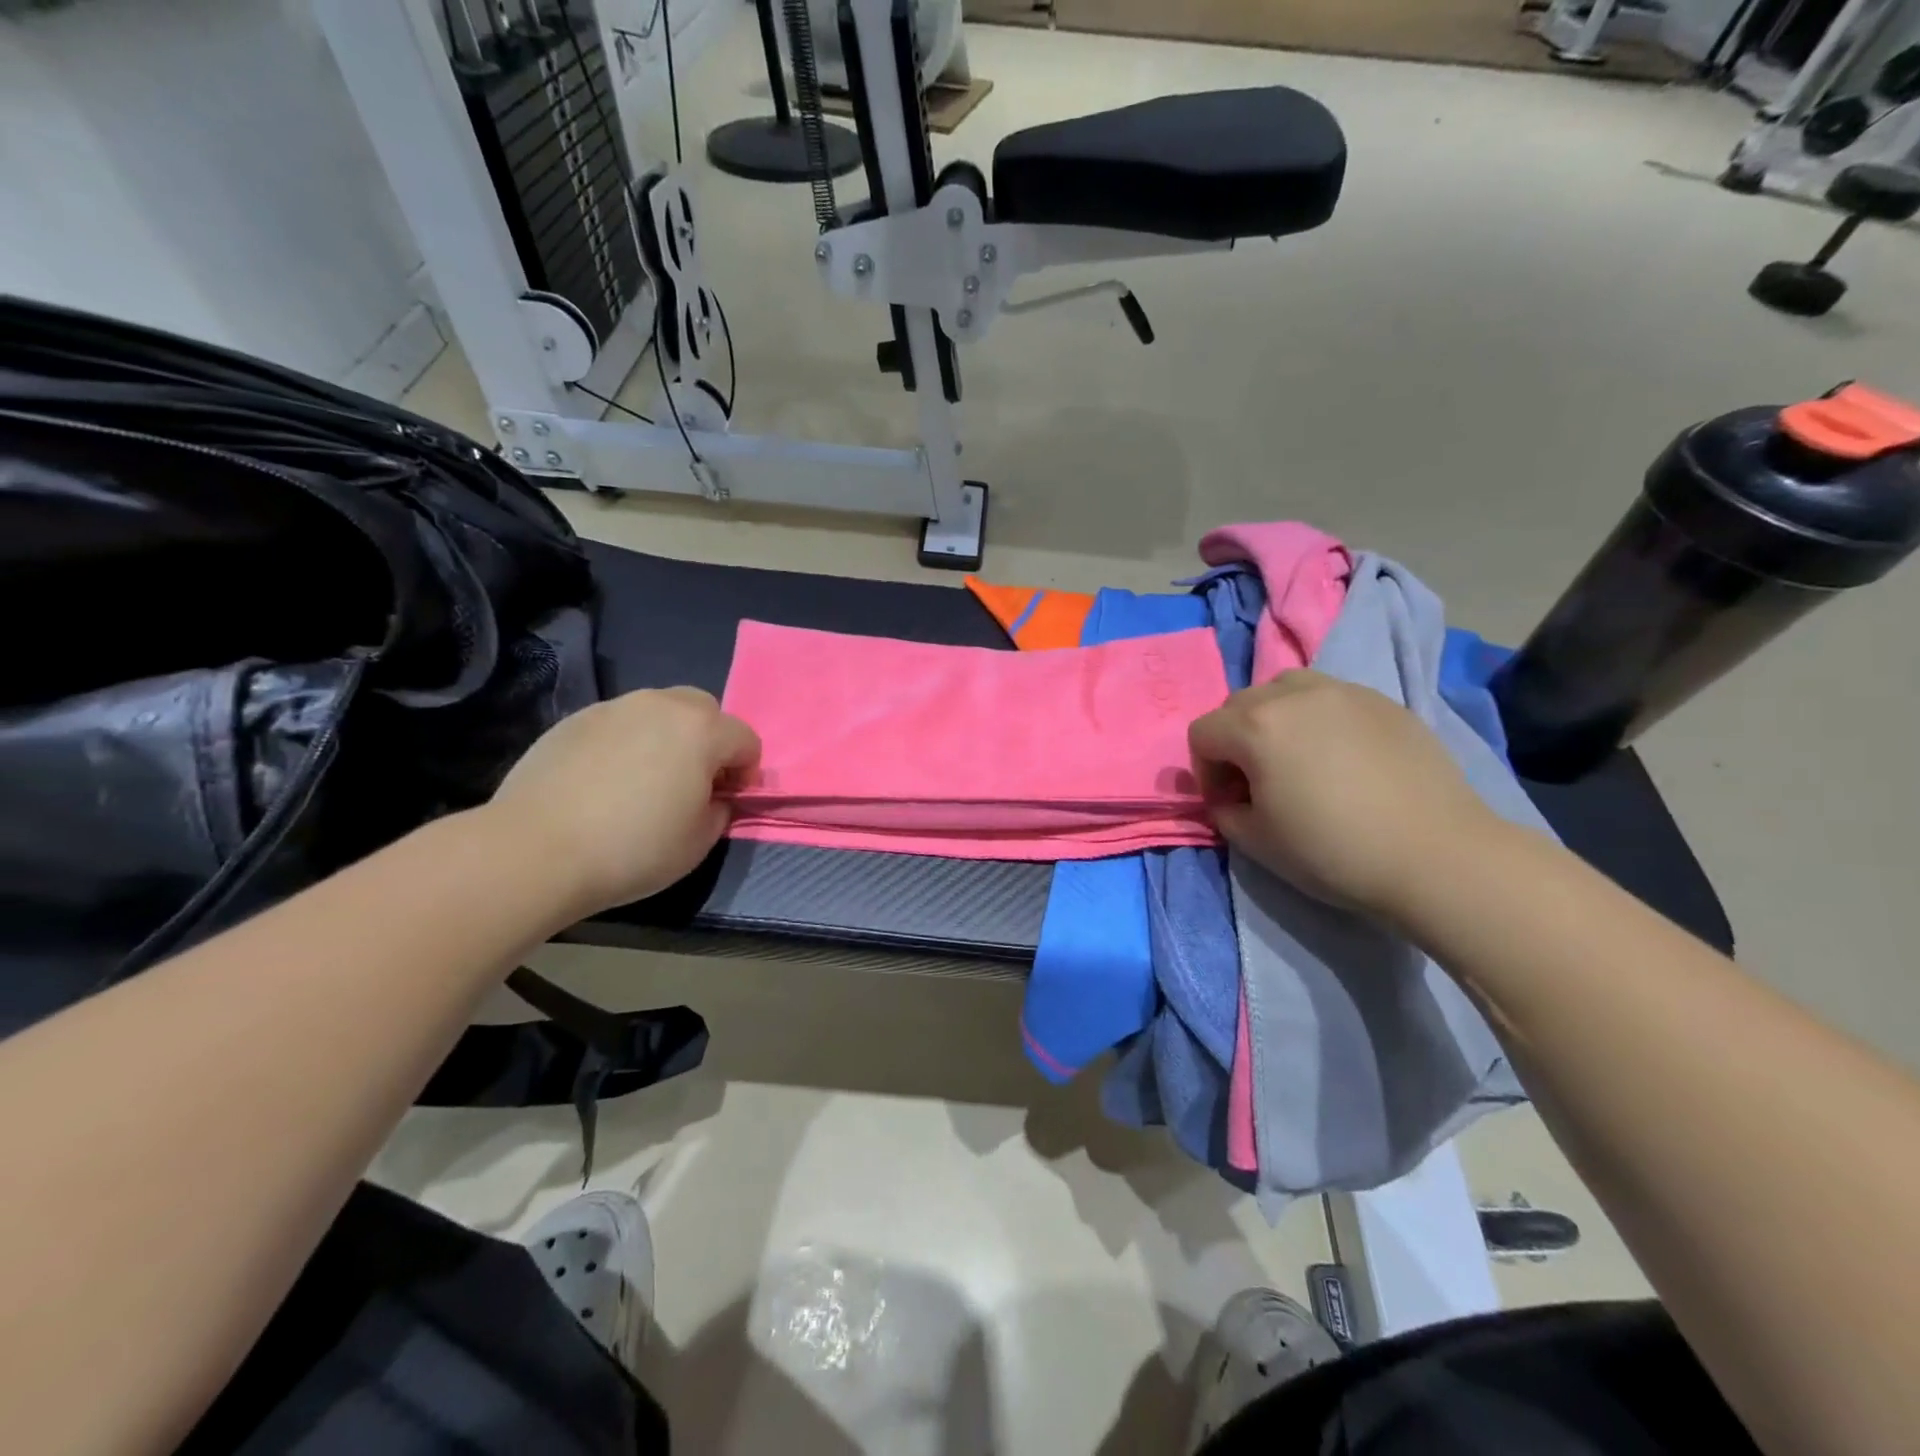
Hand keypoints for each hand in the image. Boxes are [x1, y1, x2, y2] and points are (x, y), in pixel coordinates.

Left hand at [488, 687, 760, 918]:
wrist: (535, 850)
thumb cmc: (633, 848)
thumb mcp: (699, 842)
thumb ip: (719, 810)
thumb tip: (713, 797)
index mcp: (701, 730)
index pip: (745, 739)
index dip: (745, 772)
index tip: (727, 800)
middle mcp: (661, 705)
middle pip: (703, 710)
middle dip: (709, 741)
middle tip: (692, 782)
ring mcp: (613, 708)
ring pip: (658, 711)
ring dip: (667, 738)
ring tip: (645, 781)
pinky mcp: (574, 720)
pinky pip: (618, 724)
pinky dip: (625, 744)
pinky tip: (605, 783)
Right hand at [1188, 670, 1494, 918]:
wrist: (1437, 856)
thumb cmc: (1333, 851)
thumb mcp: (1256, 842)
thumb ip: (1224, 811)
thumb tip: (1229, 797)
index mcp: (1256, 726)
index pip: (1202, 732)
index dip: (1205, 771)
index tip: (1229, 803)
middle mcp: (1295, 694)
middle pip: (1239, 704)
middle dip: (1236, 741)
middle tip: (1259, 781)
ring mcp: (1345, 692)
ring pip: (1286, 688)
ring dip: (1276, 719)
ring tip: (1298, 758)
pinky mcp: (1385, 702)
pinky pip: (1332, 698)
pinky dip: (1320, 719)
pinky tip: (1345, 759)